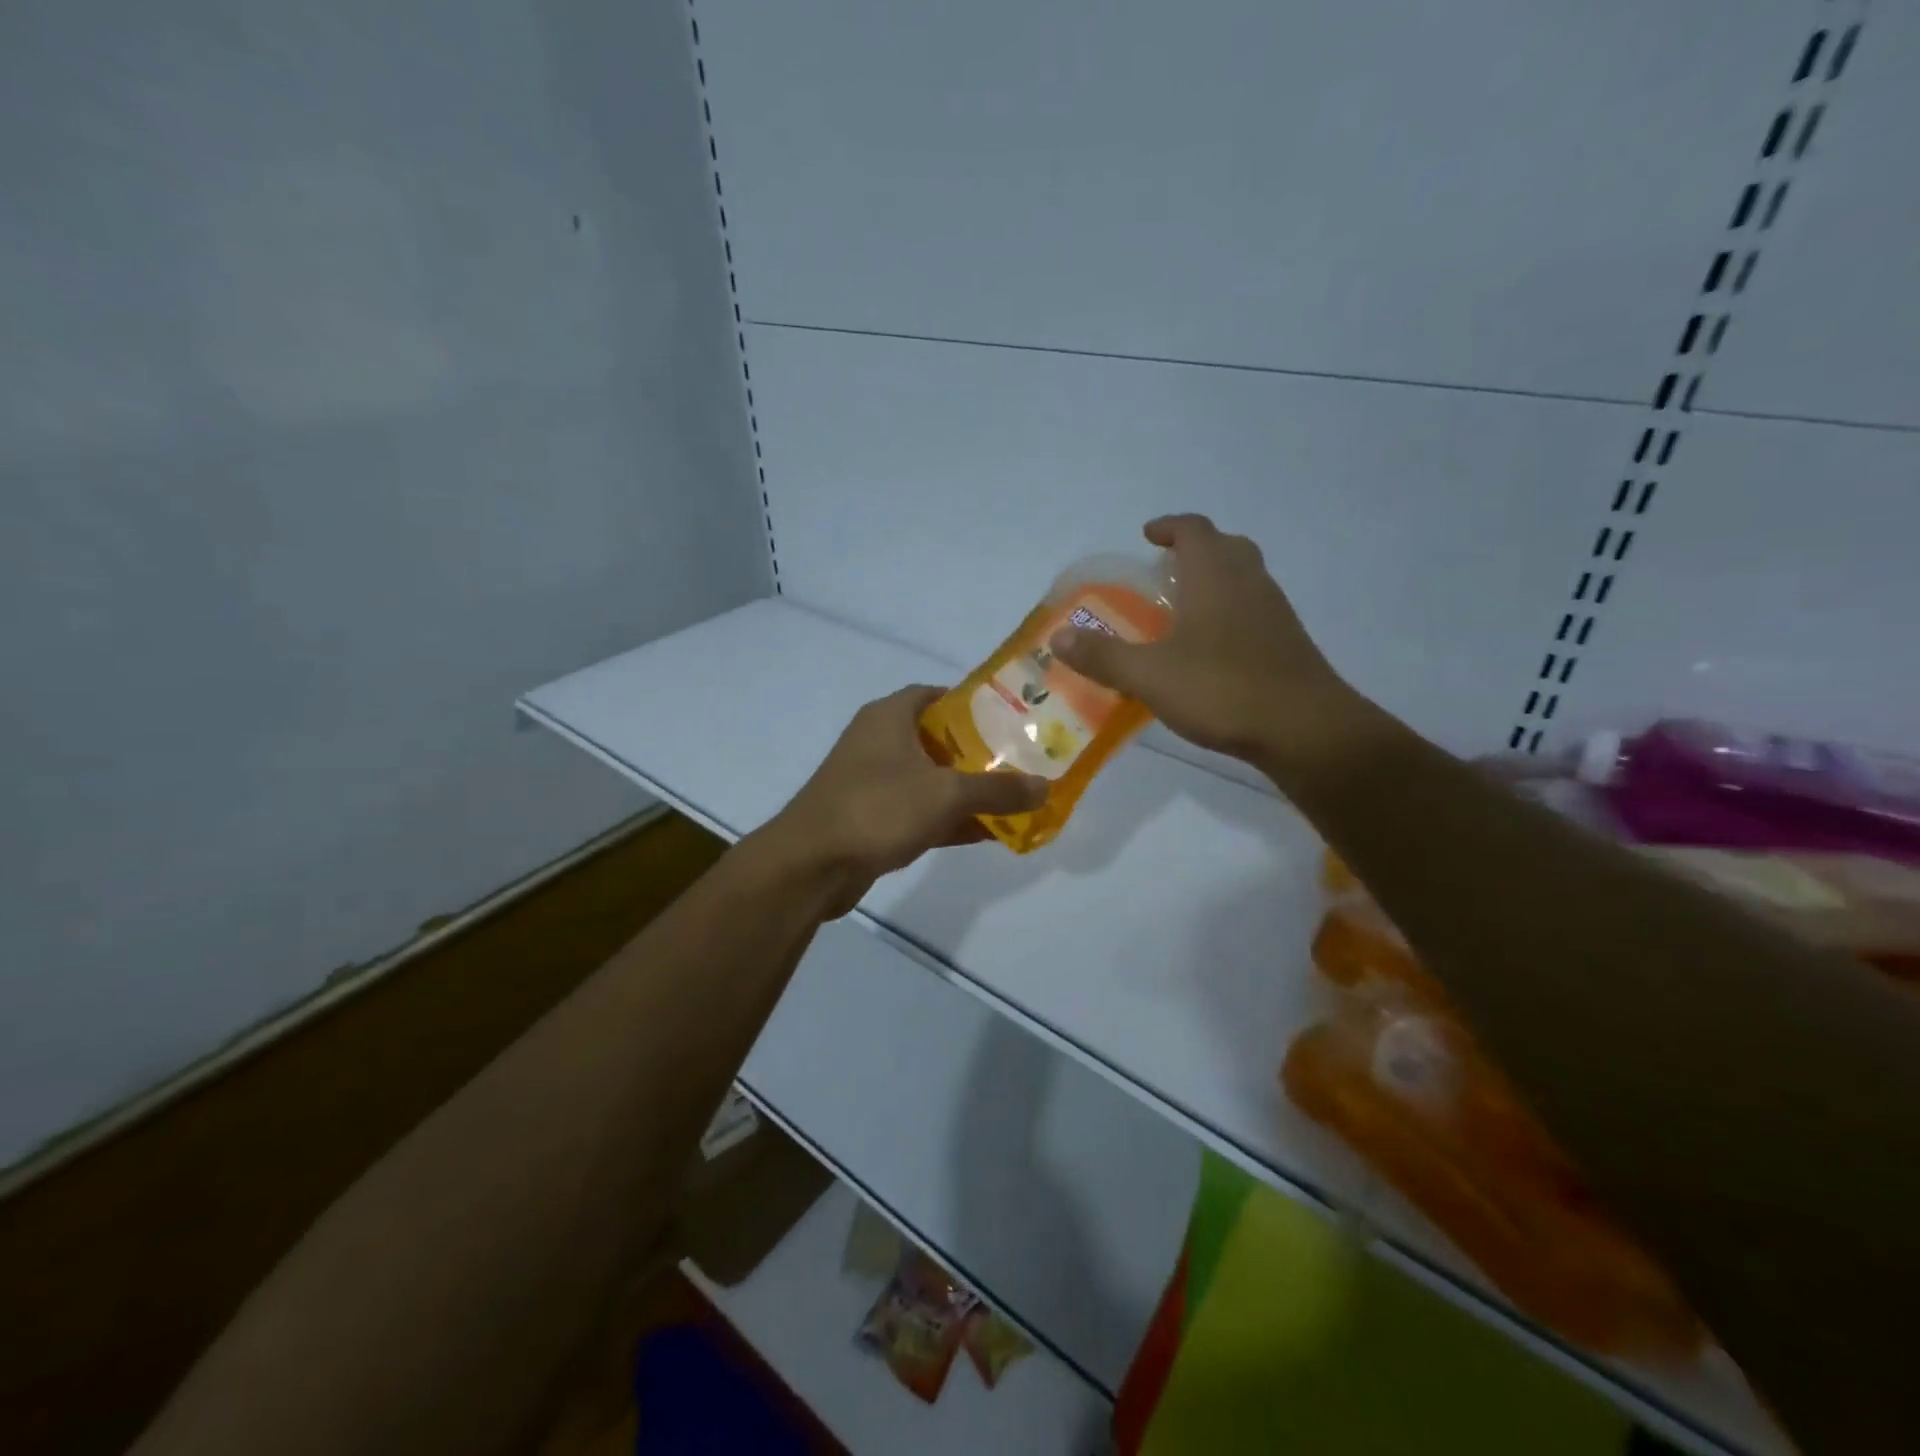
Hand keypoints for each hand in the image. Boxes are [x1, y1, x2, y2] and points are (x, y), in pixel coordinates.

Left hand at [761, 685, 1048, 915]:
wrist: (811, 865)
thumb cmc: (877, 808)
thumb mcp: (946, 794)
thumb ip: (998, 790)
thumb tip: (1046, 786)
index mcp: (889, 717)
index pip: (935, 695)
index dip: (972, 704)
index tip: (1009, 718)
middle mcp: (878, 741)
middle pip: (936, 738)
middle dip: (976, 751)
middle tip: (1020, 760)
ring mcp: (871, 781)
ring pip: (929, 778)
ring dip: (965, 789)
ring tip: (1012, 797)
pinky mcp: (870, 818)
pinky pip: (918, 811)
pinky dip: (948, 818)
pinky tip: (986, 832)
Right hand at [1048, 514, 1377, 784]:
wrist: (1304, 729)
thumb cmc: (1222, 689)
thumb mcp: (1150, 675)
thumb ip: (1103, 656)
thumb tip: (1057, 638)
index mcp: (1215, 577)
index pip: (1194, 530)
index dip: (1170, 527)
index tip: (1148, 535)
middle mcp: (1249, 583)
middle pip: (1227, 546)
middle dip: (1196, 549)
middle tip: (1167, 568)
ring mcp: (1275, 613)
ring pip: (1246, 577)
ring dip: (1217, 579)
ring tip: (1185, 608)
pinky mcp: (1288, 643)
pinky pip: (1255, 609)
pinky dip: (1231, 612)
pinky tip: (1213, 648)